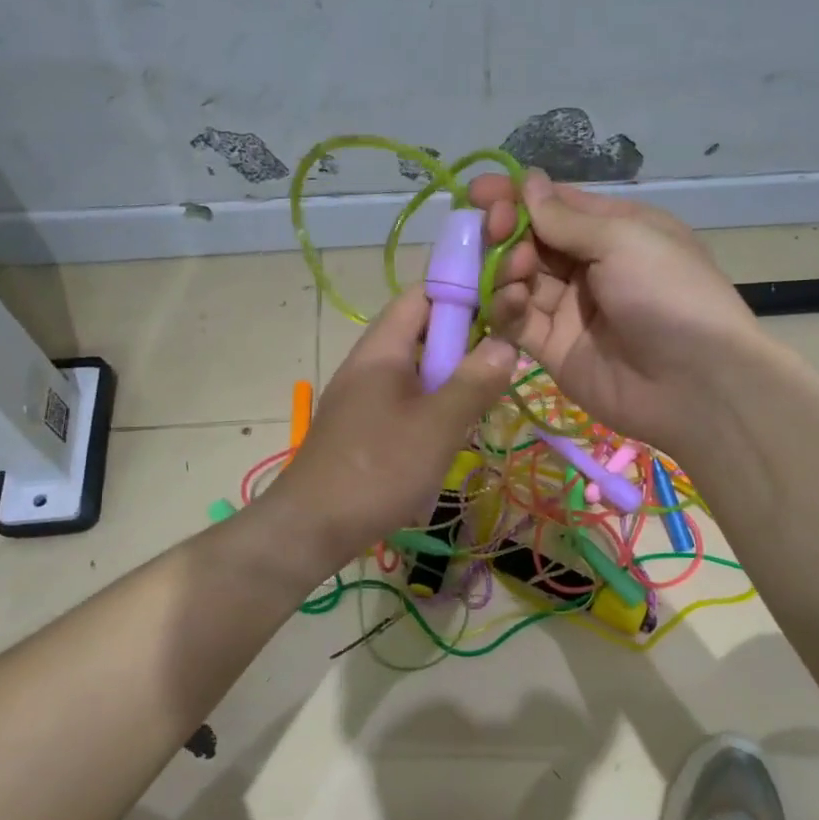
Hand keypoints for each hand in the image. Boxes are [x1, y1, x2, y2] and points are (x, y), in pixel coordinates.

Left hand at [271, 286, 516, 566]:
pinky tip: (452, 430)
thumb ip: (474, 382)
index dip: (462, 292)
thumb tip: (506, 343)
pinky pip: (405, 400)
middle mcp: (369, 363)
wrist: (312, 527)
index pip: (422, 295)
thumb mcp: (438, 425)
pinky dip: (433, 405)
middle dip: (464, 340)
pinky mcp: (363, 426)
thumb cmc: (378, 469)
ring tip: (485, 396)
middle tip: (502, 360)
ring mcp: (363, 396)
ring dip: (451, 377)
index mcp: (382, 349)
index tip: (503, 307)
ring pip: (416, 369)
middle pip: (421, 332)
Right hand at [469, 169, 760, 451]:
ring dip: (506, 268)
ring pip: (519, 280)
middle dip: (505, 230)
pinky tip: (512, 301)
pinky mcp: (553, 350)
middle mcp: (589, 267)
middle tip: (490, 229)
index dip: (516, 196)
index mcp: (615, 230)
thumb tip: (528, 181)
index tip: (477, 191)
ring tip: (515, 270)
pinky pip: (519, 322)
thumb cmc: (668, 294)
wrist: (695, 384)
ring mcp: (570, 311)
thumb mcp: (624, 240)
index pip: (555, 205)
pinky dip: (507, 308)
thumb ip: (566, 219)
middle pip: (531, 241)